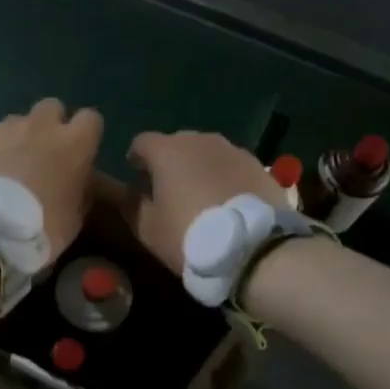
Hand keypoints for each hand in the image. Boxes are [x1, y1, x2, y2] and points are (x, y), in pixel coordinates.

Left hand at [0, 99, 103, 258]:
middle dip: (50, 126)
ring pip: (17, 122)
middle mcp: (40, 126)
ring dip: (18, 139)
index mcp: (73, 144)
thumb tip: (78, 182)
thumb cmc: (39, 228)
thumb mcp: (74, 219)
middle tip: (43, 155)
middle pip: (52, 108)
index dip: (85, 134)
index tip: (79, 153)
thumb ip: (80, 191)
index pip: (91, 119)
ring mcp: (4, 128)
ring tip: (8, 168)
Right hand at [125, 130, 275, 273]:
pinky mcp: (257, 164)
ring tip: (201, 194)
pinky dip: (224, 176)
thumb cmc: (189, 235)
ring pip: (206, 152)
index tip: (137, 177)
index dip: (136, 158)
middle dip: (169, 161)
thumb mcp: (148, 229)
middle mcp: (199, 140)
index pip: (142, 142)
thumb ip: (132, 204)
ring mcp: (232, 149)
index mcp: (167, 150)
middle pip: (176, 143)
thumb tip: (132, 192)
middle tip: (170, 188)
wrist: (253, 248)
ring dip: (199, 167)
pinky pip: (231, 164)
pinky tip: (227, 200)